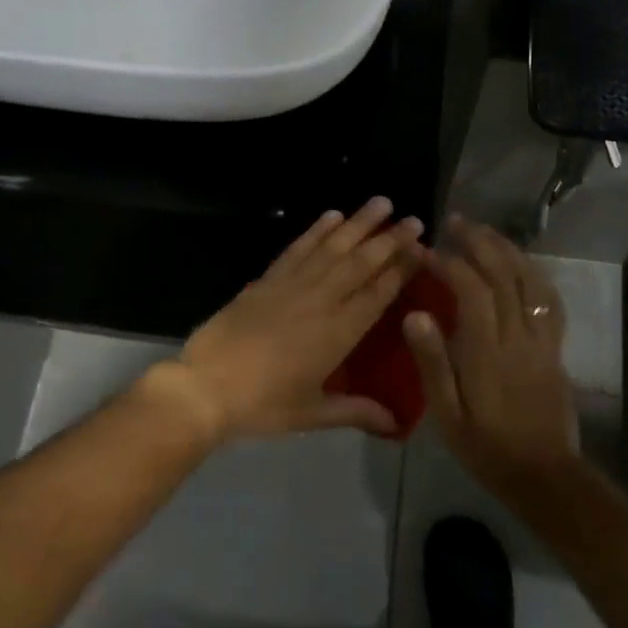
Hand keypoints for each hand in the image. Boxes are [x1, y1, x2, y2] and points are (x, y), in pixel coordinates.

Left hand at [138, 197, 427, 445]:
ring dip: (359, 224)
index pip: (378, 293)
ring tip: (381, 202)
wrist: (207, 386)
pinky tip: (332, 215)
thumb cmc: (263, 404)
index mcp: (339, 332)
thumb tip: (397, 426)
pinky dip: (316, 230)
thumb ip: (356, 412)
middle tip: (414, 219)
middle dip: (390, 239)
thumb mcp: (313, 413)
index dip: (401, 268)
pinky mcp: (268, 278)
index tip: (421, 248)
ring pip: (333, 247)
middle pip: (362, 263)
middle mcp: (322, 300)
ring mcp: (293, 284)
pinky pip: (298, 248)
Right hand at [403, 217, 580, 492]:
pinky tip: (520, 264)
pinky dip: (534, 273)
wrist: (544, 475)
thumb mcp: (447, 414)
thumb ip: (432, 362)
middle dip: (479, 242)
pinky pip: (549, 300)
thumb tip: (415, 314)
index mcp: (488, 351)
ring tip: (485, 232)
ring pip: (530, 281)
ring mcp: (543, 340)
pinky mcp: (555, 348)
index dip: (449, 263)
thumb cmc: (486, 447)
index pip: (471, 290)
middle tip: (455, 222)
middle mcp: (519, 336)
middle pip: (504, 275)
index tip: (425, 250)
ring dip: (507, 250)